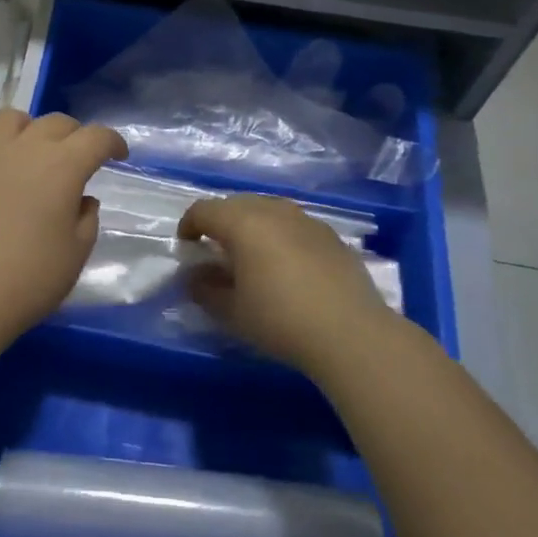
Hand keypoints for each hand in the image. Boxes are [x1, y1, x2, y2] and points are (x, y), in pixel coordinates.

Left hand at [0, 109, 126, 341]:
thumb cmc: (29, 280)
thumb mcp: (76, 254)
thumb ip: (86, 219)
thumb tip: (81, 199)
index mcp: (62, 166)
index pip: (96, 137)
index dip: (113, 142)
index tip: (118, 156)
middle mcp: (23, 149)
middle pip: (55, 122)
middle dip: (73, 135)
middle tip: (76, 160)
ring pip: (8, 118)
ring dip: (26, 129)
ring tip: (28, 153)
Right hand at [178, 195, 403, 369]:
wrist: (350, 332)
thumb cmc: (280, 319)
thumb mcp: (231, 311)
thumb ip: (204, 289)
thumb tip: (193, 276)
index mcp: (243, 222)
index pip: (204, 209)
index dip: (189, 225)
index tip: (186, 247)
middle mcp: (273, 210)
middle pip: (236, 204)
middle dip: (220, 222)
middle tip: (216, 251)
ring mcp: (306, 220)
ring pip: (268, 210)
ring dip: (252, 226)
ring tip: (251, 256)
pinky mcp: (331, 236)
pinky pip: (294, 225)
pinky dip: (280, 236)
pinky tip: (287, 266)